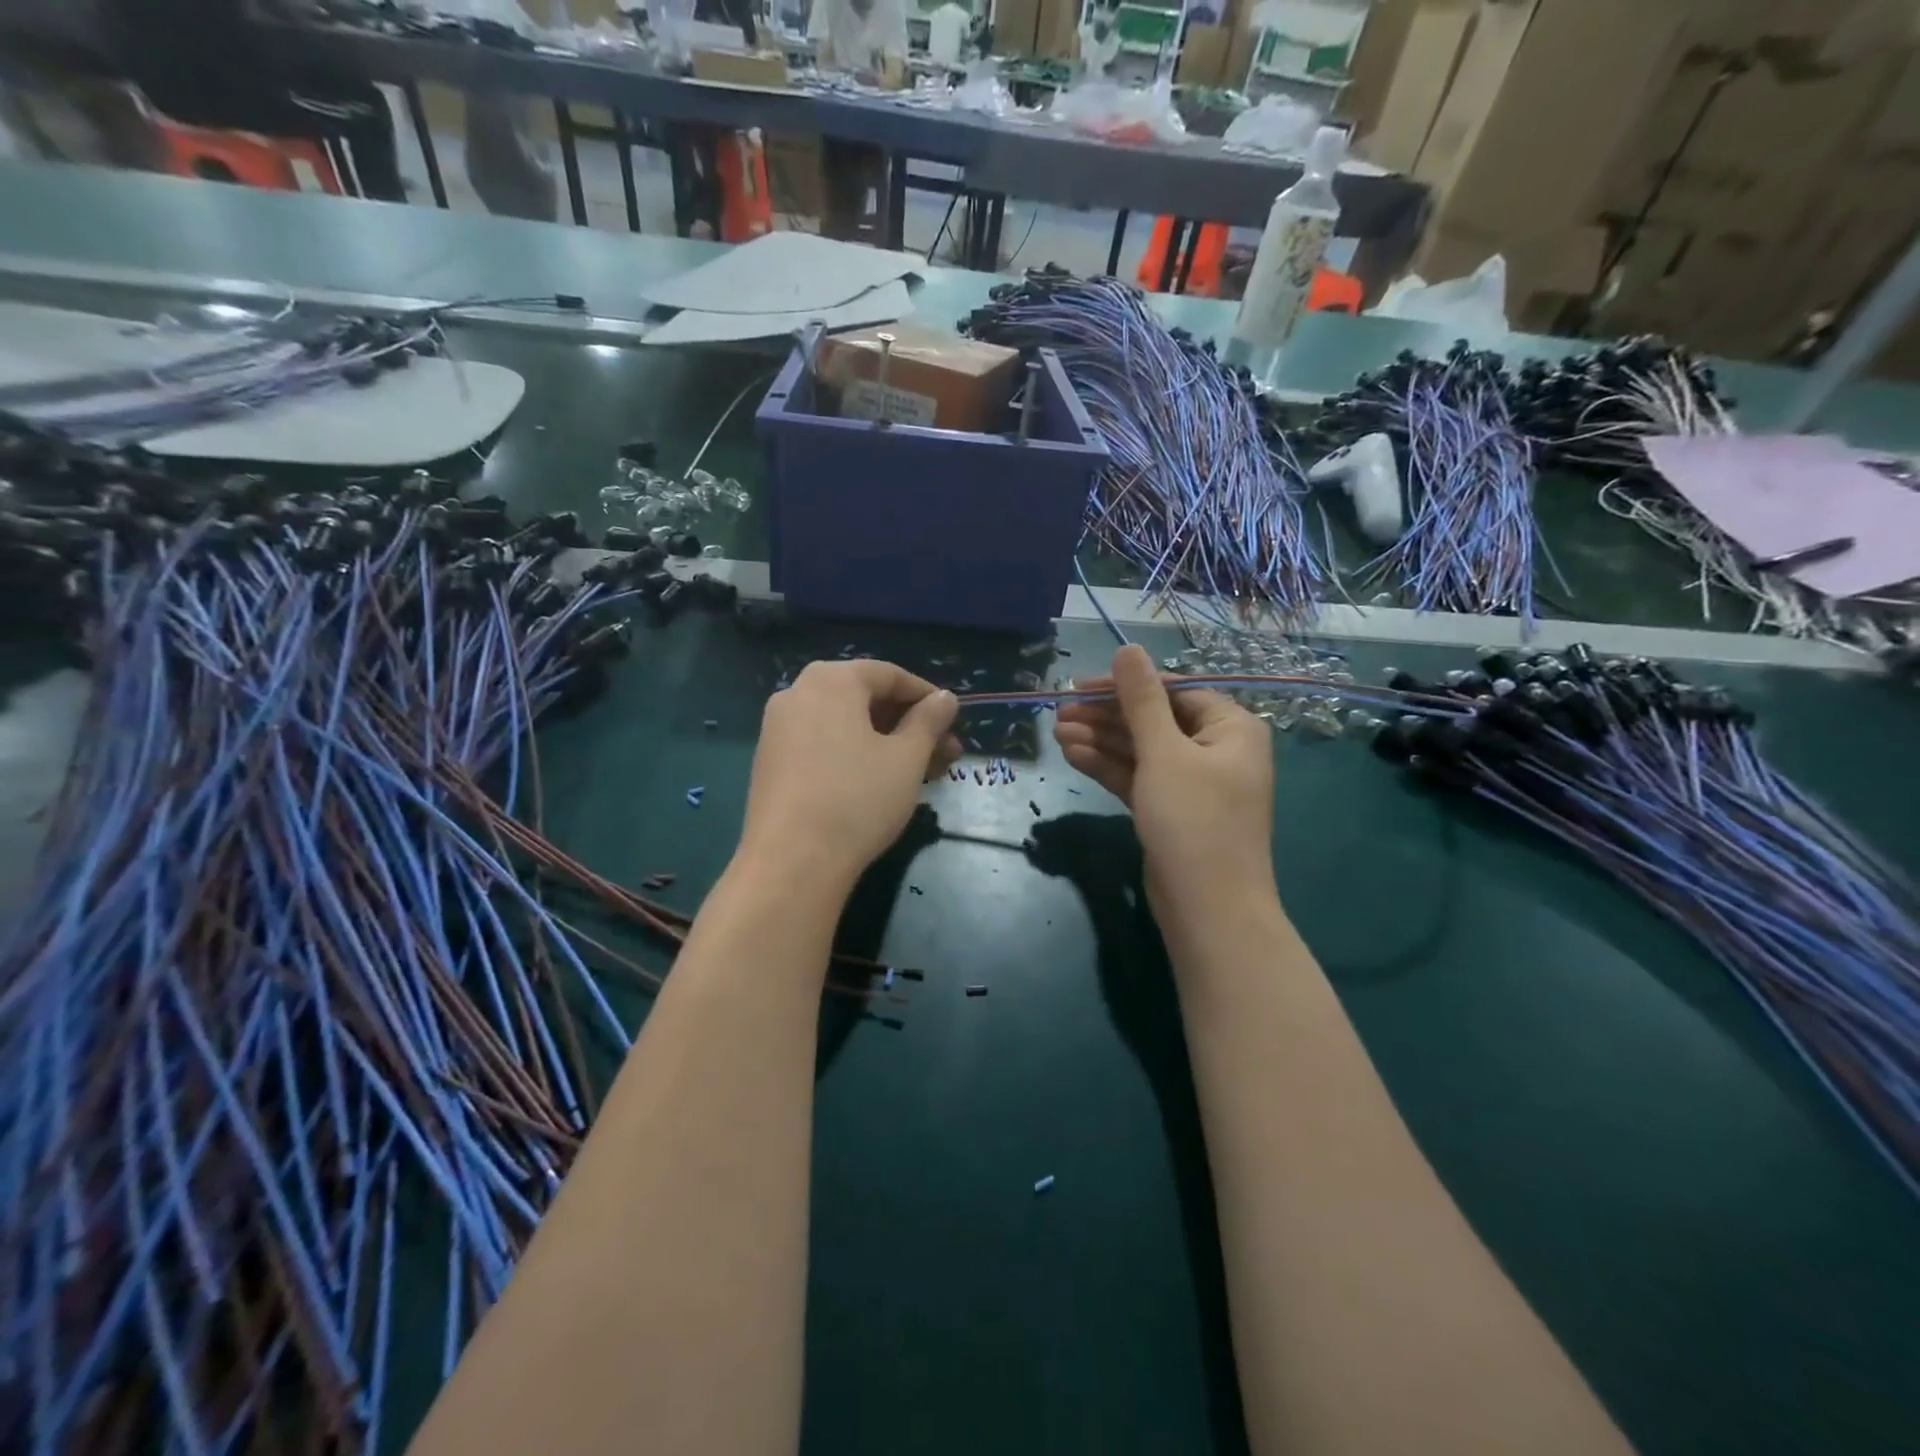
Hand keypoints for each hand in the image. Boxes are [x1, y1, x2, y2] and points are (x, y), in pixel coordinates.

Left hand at [738, 660, 959, 891]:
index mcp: (831, 680)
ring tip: (919, 772)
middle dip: (908, 723)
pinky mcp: (770, 762)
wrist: (791, 861)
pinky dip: (853, 753)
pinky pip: (821, 743)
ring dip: (884, 741)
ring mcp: (777, 728)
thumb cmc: (858, 799)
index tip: (953, 721)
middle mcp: (797, 693)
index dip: (926, 696)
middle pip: (864, 698)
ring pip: (843, 724)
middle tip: (943, 753)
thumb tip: (945, 698)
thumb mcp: (906, 758)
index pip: (889, 674)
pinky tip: (877, 783)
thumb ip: (929, 721)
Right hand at [1054, 644, 1275, 915]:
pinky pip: (1138, 776)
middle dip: (1106, 716)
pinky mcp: (1171, 808)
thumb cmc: (1194, 820)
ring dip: (1101, 740)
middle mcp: (1215, 749)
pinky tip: (1072, 755)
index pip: (1173, 690)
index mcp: (1230, 727)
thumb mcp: (1165, 752)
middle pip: (1153, 719)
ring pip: (1141, 749)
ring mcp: (1192, 782)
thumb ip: (1142, 699)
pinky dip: (1108, 766)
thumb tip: (1128, 648)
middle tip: (1059, 712)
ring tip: (1056, 733)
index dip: (1125, 686)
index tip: (1079, 686)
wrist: (1208, 908)